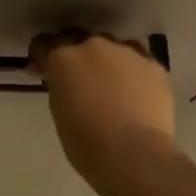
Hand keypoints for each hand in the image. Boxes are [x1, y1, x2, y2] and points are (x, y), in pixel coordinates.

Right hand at [30, 31, 177, 186]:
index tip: (43, 72)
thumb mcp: (59, 112)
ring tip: (112, 86)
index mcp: (63, 57)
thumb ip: (61, 87)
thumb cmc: (86, 143)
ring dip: (107, 61)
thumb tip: (66, 83)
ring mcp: (127, 52)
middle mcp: (93, 45)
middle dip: (76, 55)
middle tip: (79, 80)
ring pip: (112, 48)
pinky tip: (136, 95)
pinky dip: (133, 74)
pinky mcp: (153, 65)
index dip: (42, 58)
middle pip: (79, 39)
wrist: (134, 155)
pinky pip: (138, 63)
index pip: (43, 43)